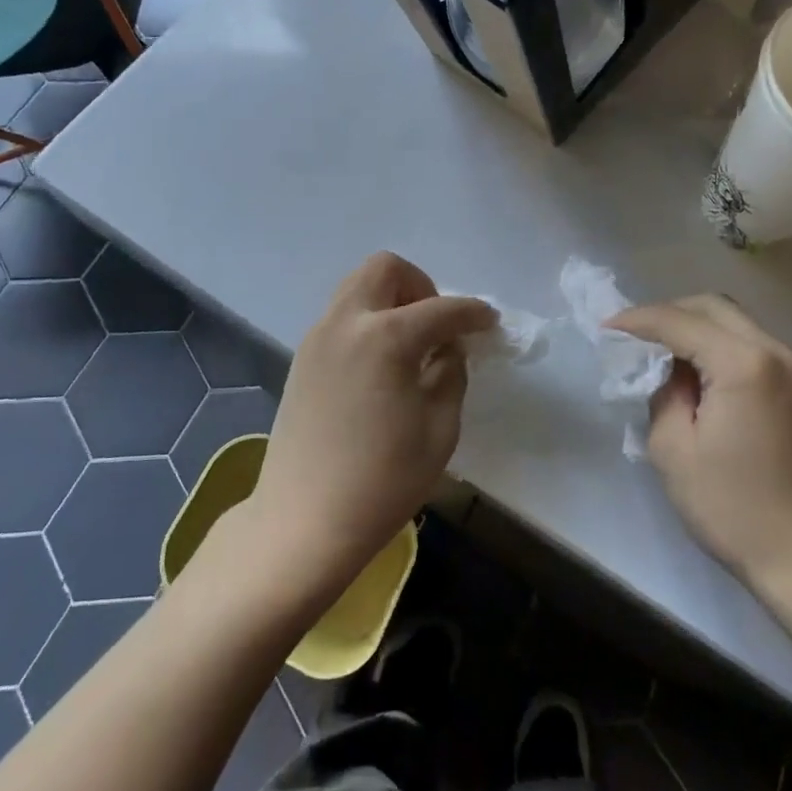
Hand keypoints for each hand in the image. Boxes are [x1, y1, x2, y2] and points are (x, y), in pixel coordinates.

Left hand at [248, 252, 495, 594]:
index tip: (489, 322)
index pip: (441, 308)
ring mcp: (317, 337)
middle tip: (437, 327)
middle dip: (420, 286)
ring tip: (410, 345)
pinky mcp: (302, 358)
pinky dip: (367, 321)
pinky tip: (381, 364)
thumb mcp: (440, 428)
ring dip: (390, 300)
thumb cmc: (383, 481)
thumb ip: (451, 374)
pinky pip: (341, 316)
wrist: (304, 521)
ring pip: (357, 287)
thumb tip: (447, 348)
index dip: (473, 312)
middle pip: (385, 269)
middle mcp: (346, 322)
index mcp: (386, 337)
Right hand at [608, 296, 791, 600]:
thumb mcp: (672, 448)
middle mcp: (773, 351)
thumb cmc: (729, 506)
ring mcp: (789, 367)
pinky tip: (690, 368)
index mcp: (743, 364)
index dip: (638, 321)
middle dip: (667, 313)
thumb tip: (667, 370)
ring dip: (691, 325)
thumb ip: (662, 392)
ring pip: (731, 320)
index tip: (604, 328)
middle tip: (631, 336)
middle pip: (711, 306)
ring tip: (655, 350)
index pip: (680, 322)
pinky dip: (713, 342)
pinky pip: (745, 342)